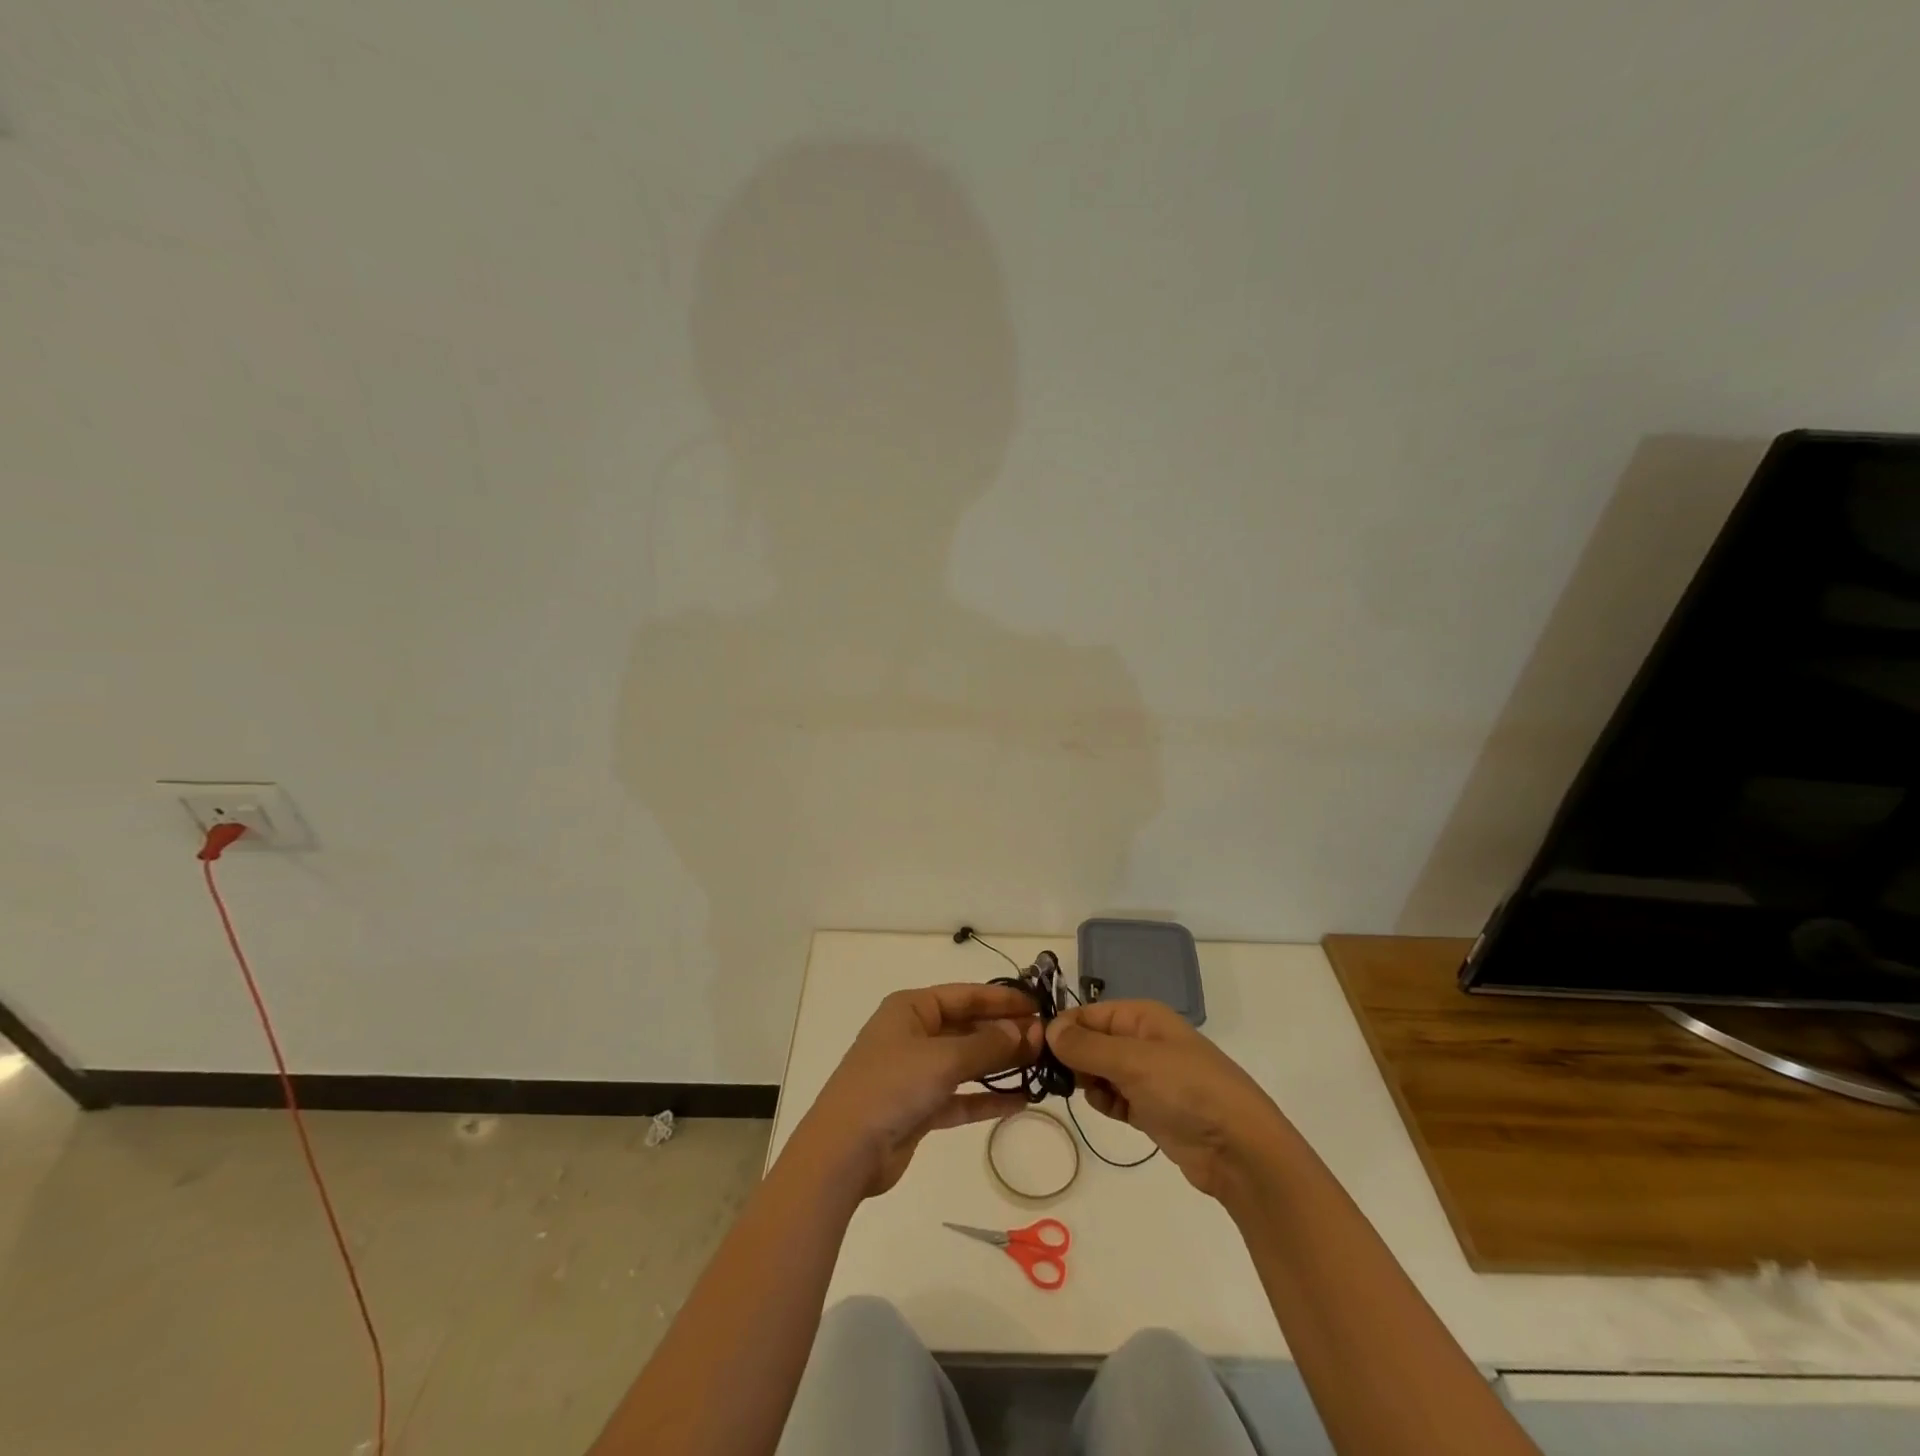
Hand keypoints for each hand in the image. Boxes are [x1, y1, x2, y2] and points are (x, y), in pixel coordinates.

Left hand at [796, 983, 1042, 1196]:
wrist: (844, 1151)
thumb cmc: (892, 1086)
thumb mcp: (943, 1059)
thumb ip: (987, 1045)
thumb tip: (1025, 1031)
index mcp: (911, 1008)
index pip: (965, 995)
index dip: (1002, 999)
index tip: (1038, 1005)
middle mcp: (914, 1034)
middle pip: (967, 1027)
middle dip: (1005, 1033)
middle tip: (1046, 1040)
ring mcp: (915, 1072)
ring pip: (966, 1062)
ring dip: (1000, 1065)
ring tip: (1040, 1066)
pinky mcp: (919, 1108)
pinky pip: (960, 1096)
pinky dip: (986, 1097)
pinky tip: (1021, 1100)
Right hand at [1046, 999, 1289, 1200]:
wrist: (1240, 1149)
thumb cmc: (1187, 1090)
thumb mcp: (1132, 1061)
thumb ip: (1086, 1046)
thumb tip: (1049, 1028)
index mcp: (1142, 1017)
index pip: (1089, 1013)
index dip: (1064, 1028)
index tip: (1038, 1050)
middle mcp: (1143, 1040)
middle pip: (1092, 1041)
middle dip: (1074, 1058)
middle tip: (1059, 1078)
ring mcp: (1149, 1076)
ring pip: (1100, 1071)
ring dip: (1089, 1083)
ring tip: (1089, 1095)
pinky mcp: (1152, 1109)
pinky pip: (1115, 1098)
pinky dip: (1107, 1103)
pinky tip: (1112, 1111)